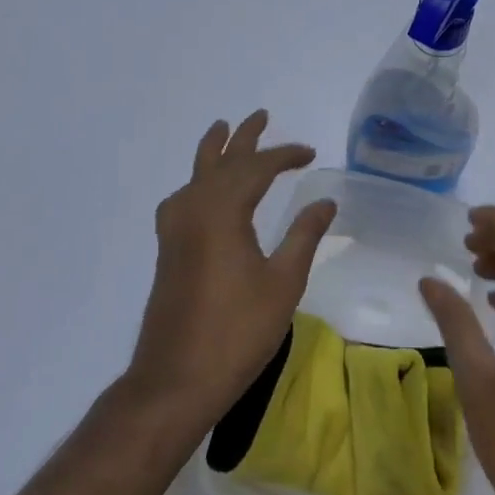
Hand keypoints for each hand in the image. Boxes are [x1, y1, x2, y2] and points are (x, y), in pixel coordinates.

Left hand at [125, 110, 336, 432]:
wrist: (176, 379)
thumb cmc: (237, 331)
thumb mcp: (283, 283)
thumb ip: (304, 235)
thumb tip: (325, 200)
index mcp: (222, 211)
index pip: (257, 168)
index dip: (285, 155)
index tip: (309, 152)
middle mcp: (194, 209)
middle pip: (221, 161)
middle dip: (243, 138)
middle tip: (260, 115)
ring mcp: (175, 229)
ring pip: (196, 175)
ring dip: (214, 152)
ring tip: (222, 130)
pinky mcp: (168, 249)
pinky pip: (184, 196)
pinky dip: (199, 180)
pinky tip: (202, 190)